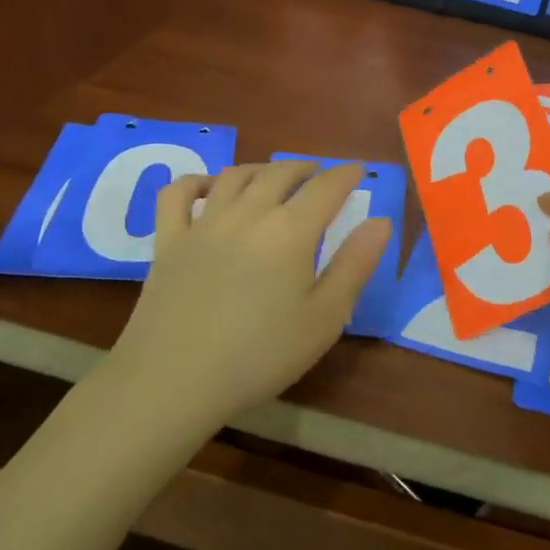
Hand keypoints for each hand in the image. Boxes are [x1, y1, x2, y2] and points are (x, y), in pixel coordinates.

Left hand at [103, 161, 390, 432]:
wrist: (174, 381)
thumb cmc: (260, 355)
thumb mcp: (324, 318)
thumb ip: (355, 265)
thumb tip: (381, 221)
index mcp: (291, 231)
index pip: (326, 187)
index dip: (346, 174)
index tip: (358, 170)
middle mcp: (248, 213)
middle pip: (280, 173)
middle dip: (306, 168)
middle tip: (320, 174)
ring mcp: (203, 224)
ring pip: (235, 176)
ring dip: (261, 168)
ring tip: (274, 175)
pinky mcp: (168, 241)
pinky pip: (178, 195)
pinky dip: (196, 181)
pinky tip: (207, 187)